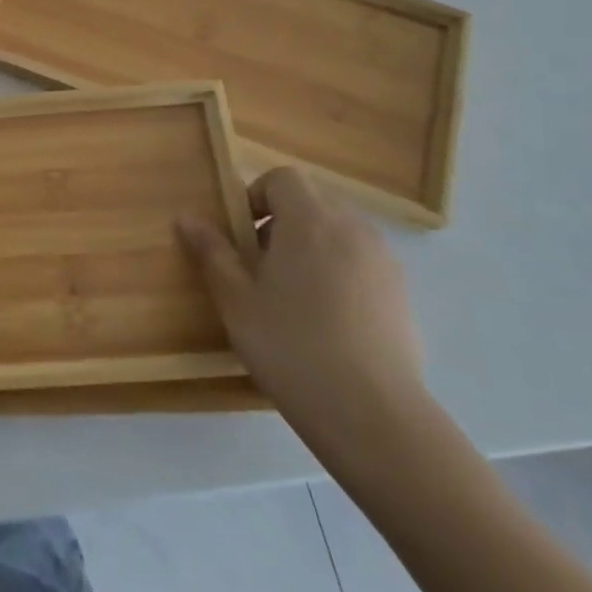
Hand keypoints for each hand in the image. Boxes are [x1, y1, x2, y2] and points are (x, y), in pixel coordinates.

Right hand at [180, 168, 427, 457]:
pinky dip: (341, 273)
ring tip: (294, 295)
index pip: (283, 178)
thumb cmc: (291, 346)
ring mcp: (385, 262)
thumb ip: (212, 253)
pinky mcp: (404, 296)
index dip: (257, 196)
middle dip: (284, 221)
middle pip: (314, 202)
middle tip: (261, 265)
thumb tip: (187, 218)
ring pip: (341, 233)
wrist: (373, 414)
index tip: (241, 235)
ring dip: (313, 246)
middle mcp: (353, 229)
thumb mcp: (236, 300)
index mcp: (310, 220)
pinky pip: (364, 264)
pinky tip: (328, 321)